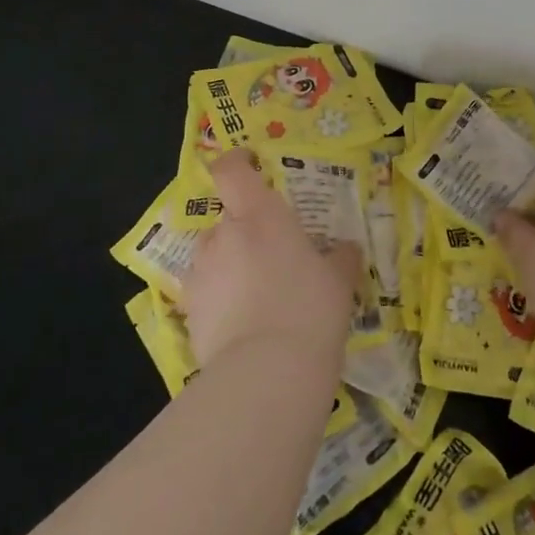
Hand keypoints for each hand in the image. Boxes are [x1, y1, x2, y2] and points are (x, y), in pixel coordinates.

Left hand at [181, 151, 361, 373]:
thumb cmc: (311, 308)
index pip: (232, 170)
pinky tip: (241, 326)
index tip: (250, 167)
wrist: (267, 372)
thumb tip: (346, 248)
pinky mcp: (188, 310)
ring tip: (255, 297)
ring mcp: (201, 272)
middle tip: (271, 258)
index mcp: (261, 214)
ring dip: (228, 265)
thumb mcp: (339, 281)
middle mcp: (224, 234)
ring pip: (213, 256)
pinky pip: (204, 293)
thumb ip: (340, 258)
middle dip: (244, 232)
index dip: (236, 163)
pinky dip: (218, 300)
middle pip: (227, 218)